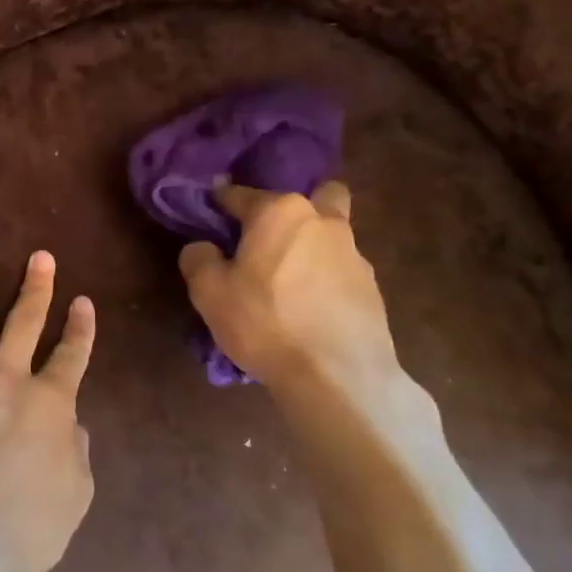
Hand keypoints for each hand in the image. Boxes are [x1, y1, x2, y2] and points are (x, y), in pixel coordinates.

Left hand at [0, 252, 95, 571]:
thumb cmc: (26, 525)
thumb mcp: (75, 495)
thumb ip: (76, 453)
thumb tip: (70, 427)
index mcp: (50, 401)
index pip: (71, 354)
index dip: (80, 327)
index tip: (82, 302)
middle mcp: (6, 378)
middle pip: (24, 321)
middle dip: (36, 287)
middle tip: (40, 258)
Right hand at [178, 181, 403, 396]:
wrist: (338, 377)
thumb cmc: (266, 322)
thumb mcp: (209, 293)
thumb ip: (199, 259)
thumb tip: (203, 247)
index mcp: (279, 212)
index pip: (240, 194)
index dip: (220, 203)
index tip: (210, 215)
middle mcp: (321, 221)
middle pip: (313, 195)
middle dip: (292, 210)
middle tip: (269, 240)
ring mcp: (353, 253)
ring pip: (330, 233)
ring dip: (311, 246)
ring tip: (289, 283)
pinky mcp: (372, 287)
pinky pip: (341, 270)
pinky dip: (326, 280)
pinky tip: (311, 310)